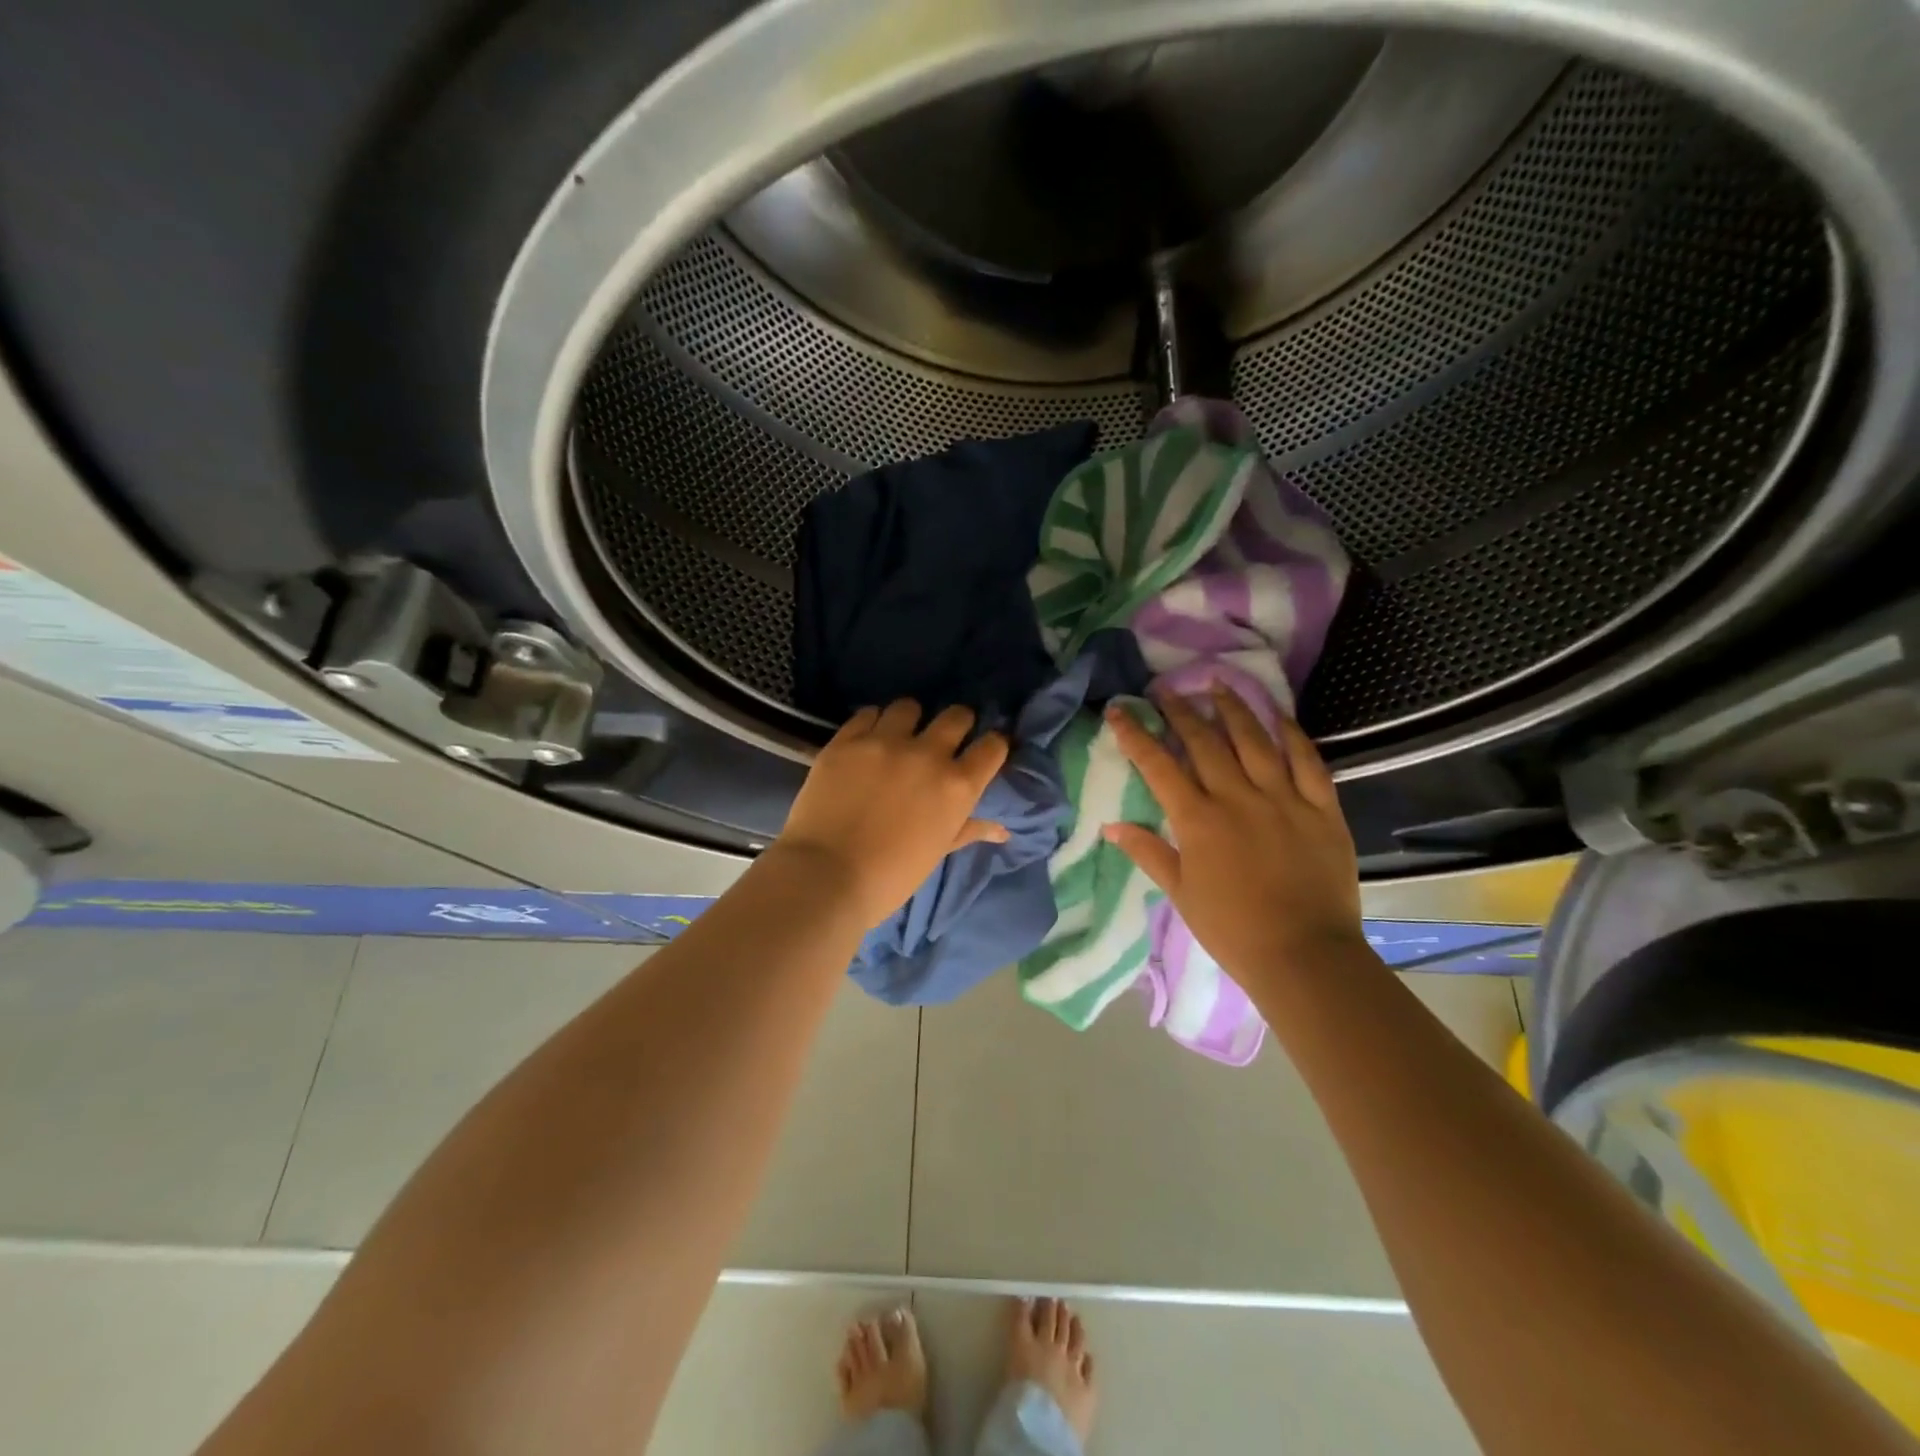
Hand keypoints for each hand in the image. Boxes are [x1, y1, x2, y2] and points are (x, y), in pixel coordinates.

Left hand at [775, 700, 1010, 929]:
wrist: (826, 877)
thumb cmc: (891, 876)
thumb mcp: (937, 852)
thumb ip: (969, 829)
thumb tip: (1002, 830)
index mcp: (957, 785)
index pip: (993, 746)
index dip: (993, 745)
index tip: (984, 752)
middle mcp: (927, 754)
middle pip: (956, 715)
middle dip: (957, 723)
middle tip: (945, 738)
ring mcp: (884, 742)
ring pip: (908, 707)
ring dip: (910, 720)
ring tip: (899, 736)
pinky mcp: (846, 740)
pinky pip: (867, 714)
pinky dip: (872, 724)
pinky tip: (867, 741)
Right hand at [1102, 687, 1365, 988]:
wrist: (1305, 955)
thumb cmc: (1232, 929)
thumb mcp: (1181, 893)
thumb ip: (1148, 852)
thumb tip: (1111, 824)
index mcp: (1198, 820)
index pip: (1158, 765)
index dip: (1135, 734)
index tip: (1119, 709)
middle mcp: (1237, 797)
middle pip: (1204, 741)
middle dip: (1180, 710)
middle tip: (1166, 689)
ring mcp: (1283, 798)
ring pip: (1254, 739)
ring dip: (1233, 708)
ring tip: (1217, 684)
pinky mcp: (1322, 808)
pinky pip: (1307, 760)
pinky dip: (1292, 734)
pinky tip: (1279, 715)